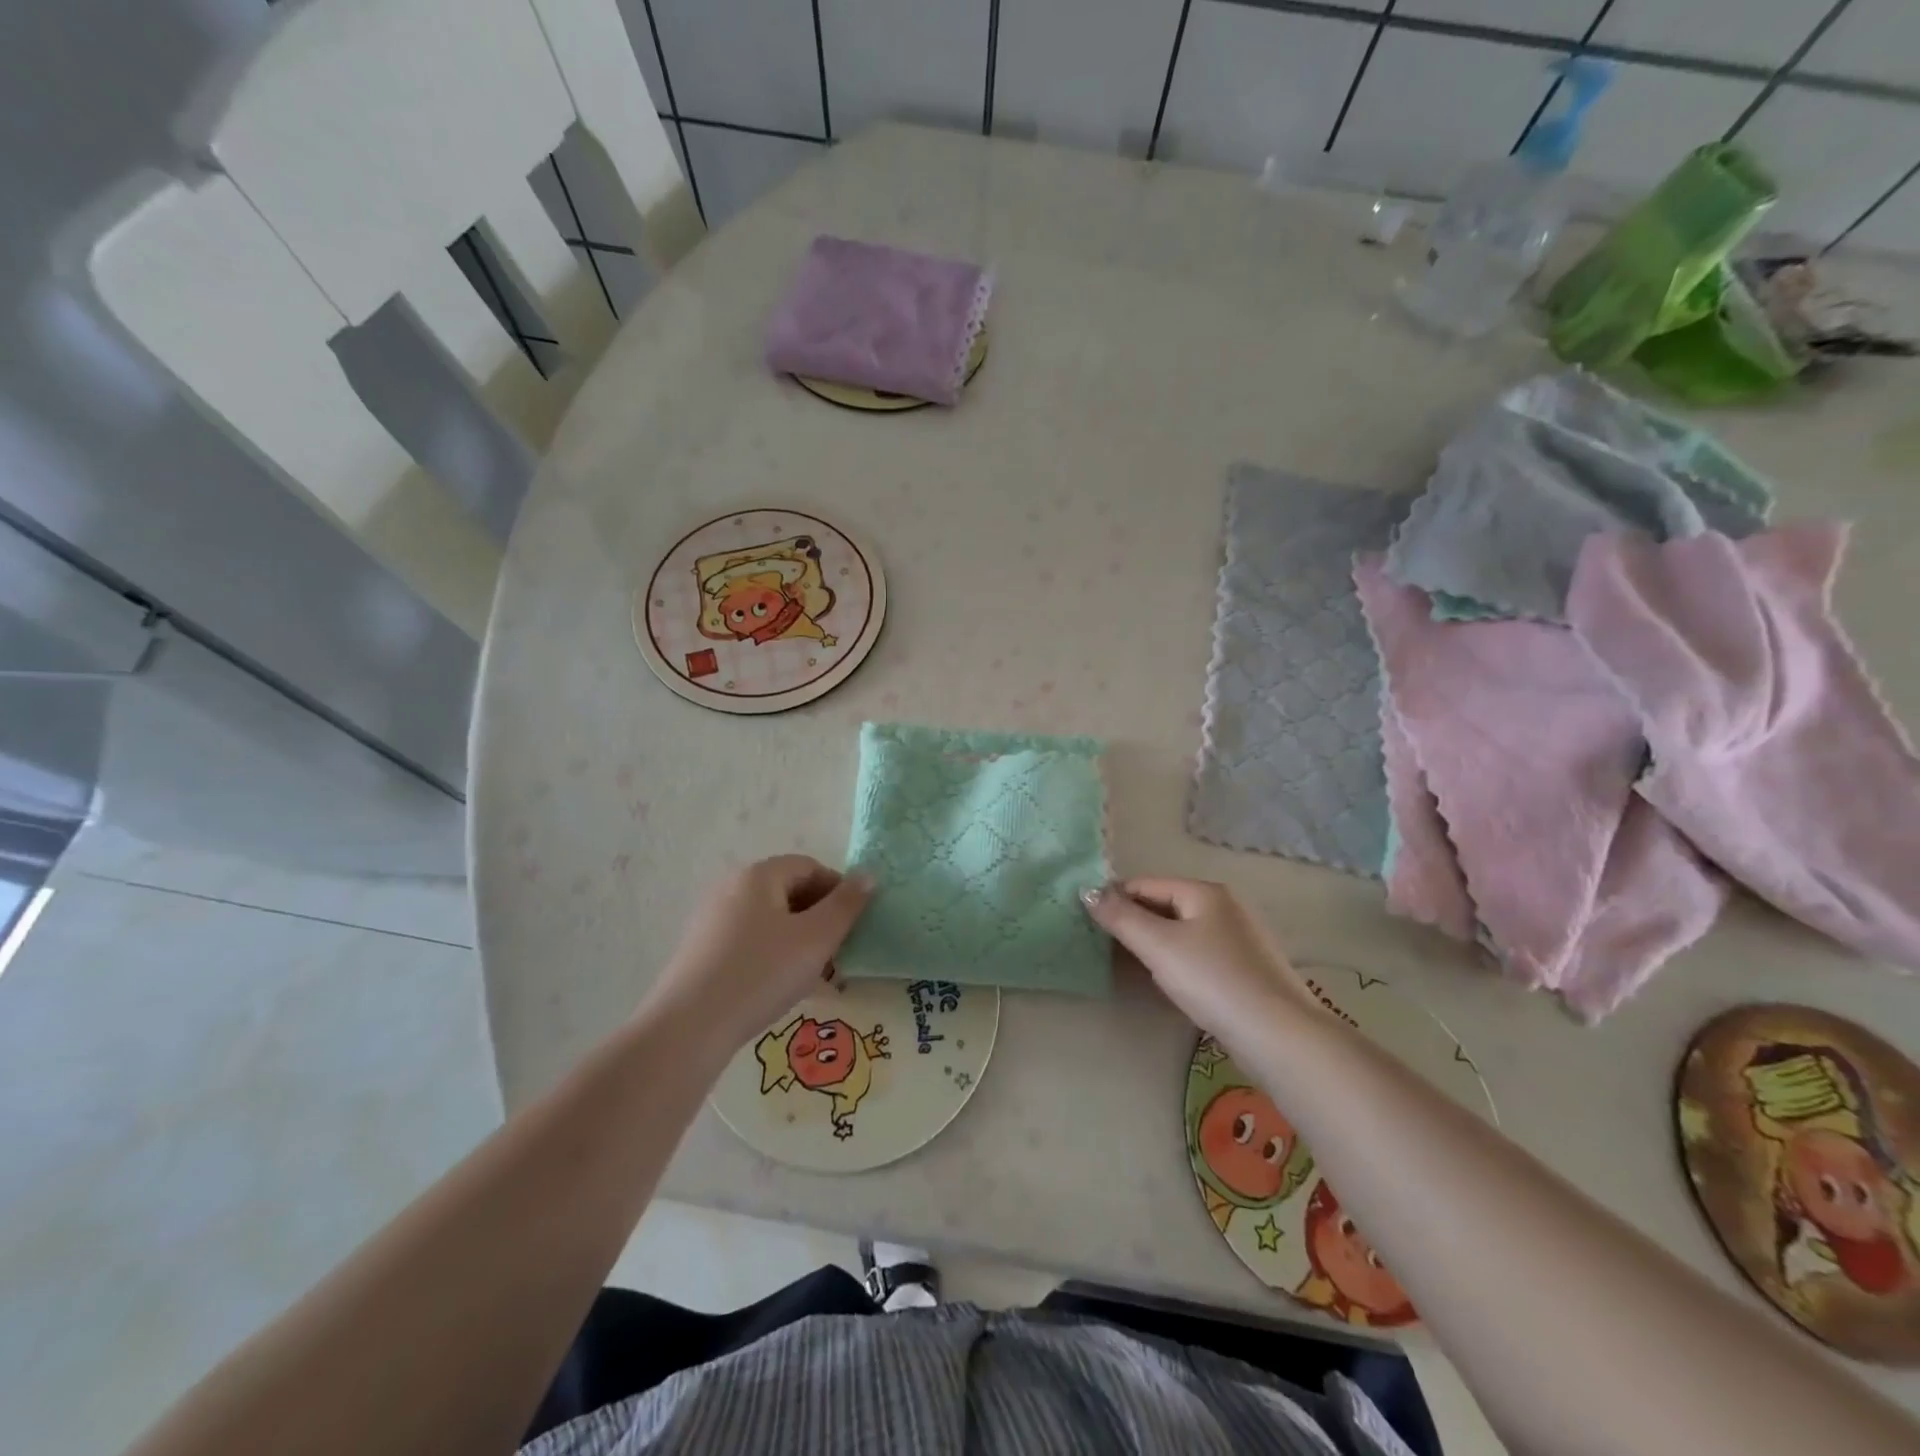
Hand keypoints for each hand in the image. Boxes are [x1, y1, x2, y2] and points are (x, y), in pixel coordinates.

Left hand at [646, 856, 872, 1054]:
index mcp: (759, 875)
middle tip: (839, 952)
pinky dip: (773, 955)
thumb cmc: (761, 973)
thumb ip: (846, 904)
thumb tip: (868, 874)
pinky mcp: (701, 950)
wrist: (690, 1027)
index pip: (811, 867)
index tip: (855, 924)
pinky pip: (749, 942)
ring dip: (799, 940)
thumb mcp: (817, 938)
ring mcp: (712, 919)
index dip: (839, 890)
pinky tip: (781, 988)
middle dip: (820, 918)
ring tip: (815, 976)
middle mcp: (731, 887)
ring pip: (770, 920)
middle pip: (789, 891)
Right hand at [1082, 878, 1314, 1040]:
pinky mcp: (1247, 968)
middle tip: (1103, 946)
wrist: (1277, 1035)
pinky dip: (1178, 960)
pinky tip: (1169, 983)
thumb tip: (1087, 890)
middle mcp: (1225, 906)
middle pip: (1165, 905)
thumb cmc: (1213, 980)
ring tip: (1129, 964)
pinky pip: (1199, 953)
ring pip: (1183, 931)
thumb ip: (1120, 916)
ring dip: (1154, 943)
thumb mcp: (1158, 945)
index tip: (1088, 922)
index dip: (1114, 899)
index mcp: (1205, 891)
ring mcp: (1240, 938)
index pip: (1145, 884)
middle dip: (1134, 922)